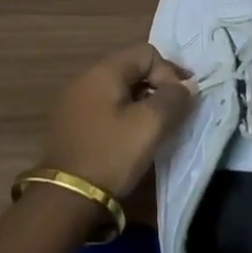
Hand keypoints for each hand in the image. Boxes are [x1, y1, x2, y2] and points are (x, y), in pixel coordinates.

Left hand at [41, 43, 193, 199]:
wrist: (65, 199)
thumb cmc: (111, 155)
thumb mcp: (150, 125)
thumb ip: (174, 98)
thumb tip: (186, 86)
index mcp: (103, 72)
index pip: (147, 52)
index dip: (169, 72)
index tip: (180, 101)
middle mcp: (85, 79)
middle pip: (132, 68)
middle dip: (158, 86)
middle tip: (174, 113)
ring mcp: (75, 102)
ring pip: (120, 90)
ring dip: (143, 102)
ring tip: (155, 128)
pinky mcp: (72, 124)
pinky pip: (106, 107)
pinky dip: (125, 115)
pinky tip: (131, 138)